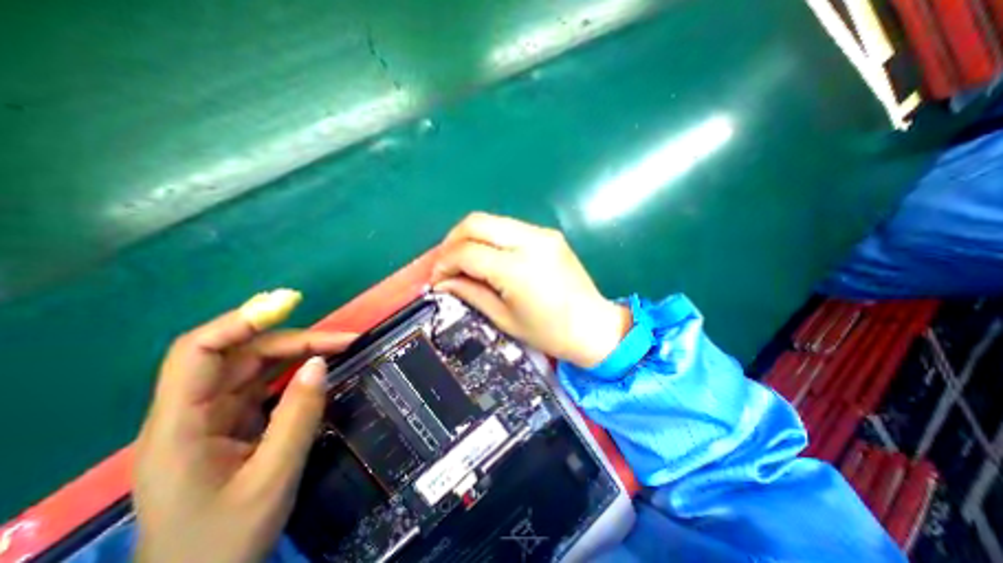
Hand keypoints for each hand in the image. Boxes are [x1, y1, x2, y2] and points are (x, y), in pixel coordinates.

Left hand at [130, 291, 354, 561]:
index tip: (289, 305)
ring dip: (300, 352)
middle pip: (241, 354)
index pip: (198, 352)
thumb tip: (320, 363)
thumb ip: (298, 416)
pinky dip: (295, 371)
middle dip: (295, 340)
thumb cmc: (223, 542)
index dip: (241, 321)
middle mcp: (193, 412)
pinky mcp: (234, 423)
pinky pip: (266, 384)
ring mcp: (215, 417)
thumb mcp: (272, 478)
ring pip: (257, 366)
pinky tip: (320, 369)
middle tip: (344, 340)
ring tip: (341, 349)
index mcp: (181, 427)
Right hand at [430, 214, 624, 367]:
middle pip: (476, 222)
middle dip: (452, 240)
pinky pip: (509, 227)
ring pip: (491, 220)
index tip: (437, 277)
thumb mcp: (504, 318)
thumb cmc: (549, 332)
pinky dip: (490, 237)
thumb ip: (470, 293)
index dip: (444, 262)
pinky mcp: (549, 234)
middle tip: (445, 262)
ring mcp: (542, 233)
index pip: (467, 251)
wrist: (593, 326)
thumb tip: (442, 281)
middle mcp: (530, 241)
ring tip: (463, 259)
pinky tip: (488, 256)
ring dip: (470, 236)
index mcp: (517, 269)